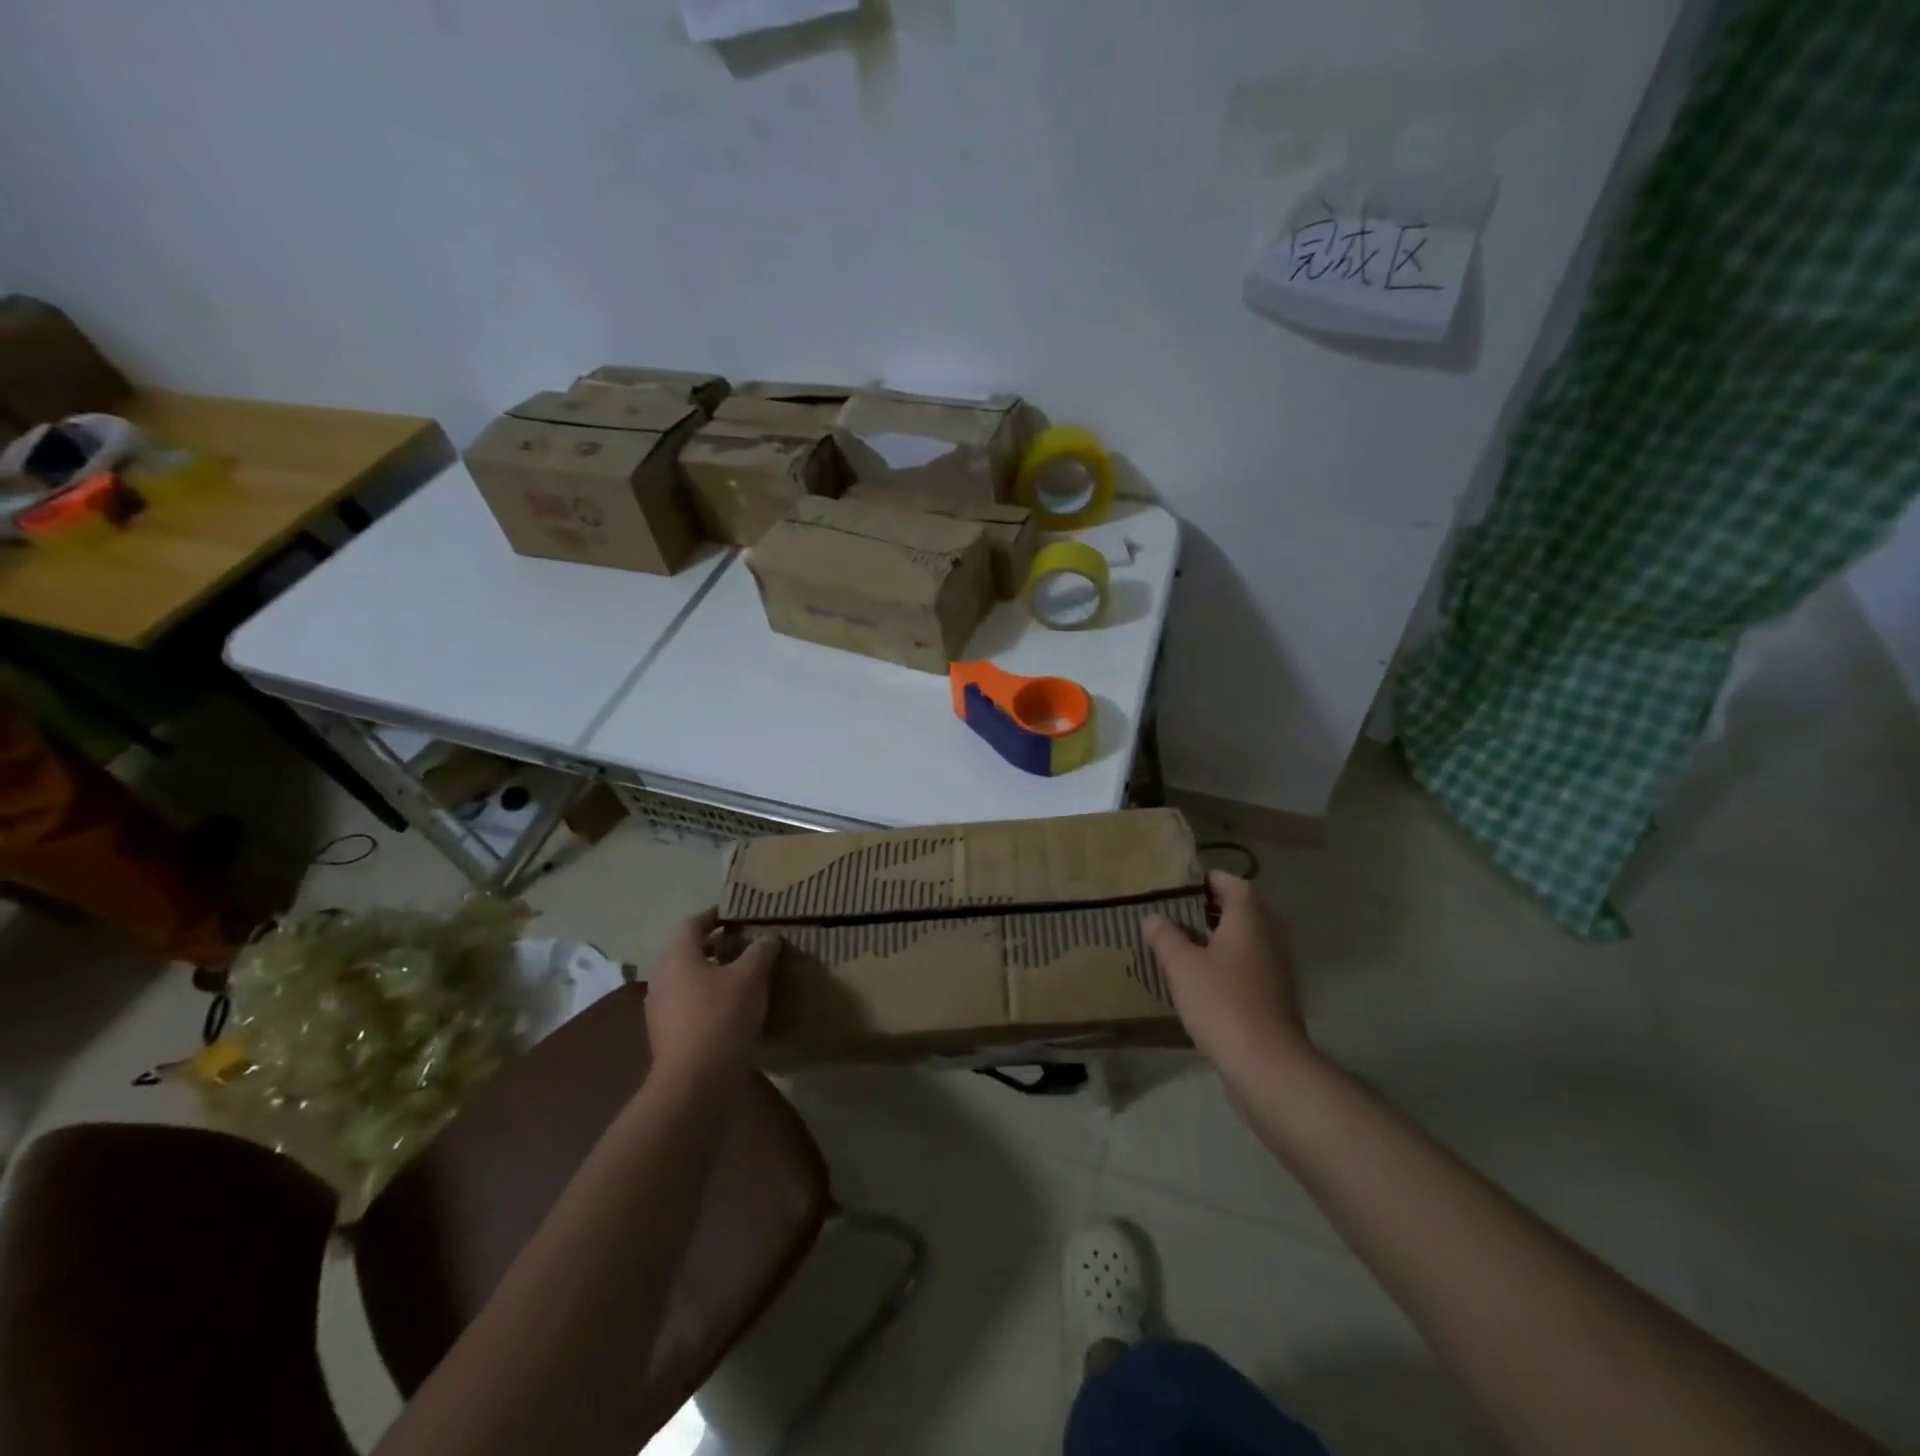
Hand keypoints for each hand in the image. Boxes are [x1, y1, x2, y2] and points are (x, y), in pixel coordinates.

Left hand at [643, 910, 779, 1084]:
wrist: (695, 1082)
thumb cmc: (721, 1017)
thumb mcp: (750, 977)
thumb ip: (760, 951)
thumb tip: (769, 936)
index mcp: (676, 957)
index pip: (693, 923)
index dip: (716, 915)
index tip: (739, 915)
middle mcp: (662, 978)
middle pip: (688, 950)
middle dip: (716, 944)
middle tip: (746, 942)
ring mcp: (660, 1008)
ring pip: (688, 978)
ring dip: (713, 972)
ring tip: (743, 974)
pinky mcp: (667, 1033)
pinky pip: (688, 1002)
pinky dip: (708, 996)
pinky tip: (732, 1006)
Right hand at [1143, 871, 1313, 1086]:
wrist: (1268, 1065)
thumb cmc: (1222, 1003)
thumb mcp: (1182, 966)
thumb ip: (1165, 936)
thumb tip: (1152, 916)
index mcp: (1250, 920)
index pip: (1235, 883)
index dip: (1210, 879)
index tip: (1183, 884)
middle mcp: (1270, 936)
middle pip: (1246, 909)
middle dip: (1215, 906)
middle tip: (1181, 910)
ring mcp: (1278, 968)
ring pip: (1251, 938)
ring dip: (1224, 935)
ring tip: (1188, 941)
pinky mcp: (1278, 996)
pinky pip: (1254, 963)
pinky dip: (1232, 960)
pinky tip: (1206, 976)